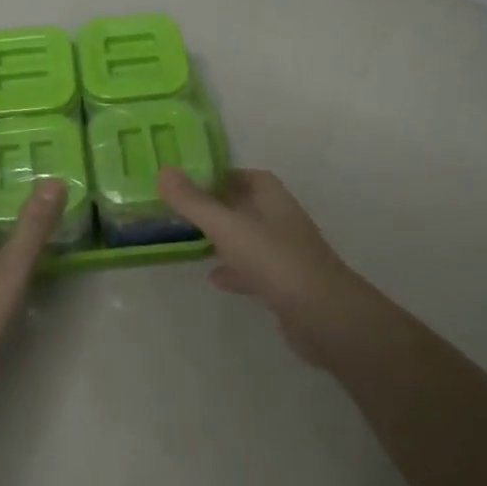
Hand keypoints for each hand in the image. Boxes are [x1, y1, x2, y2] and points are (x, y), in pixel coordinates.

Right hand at [157, 167, 375, 371]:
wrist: (322, 315)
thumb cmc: (274, 260)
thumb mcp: (226, 226)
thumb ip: (193, 201)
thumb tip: (164, 171)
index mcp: (271, 197)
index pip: (243, 175)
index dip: (217, 175)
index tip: (186, 181)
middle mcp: (280, 219)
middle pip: (244, 205)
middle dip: (215, 207)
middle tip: (180, 211)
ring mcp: (284, 253)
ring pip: (247, 238)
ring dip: (223, 239)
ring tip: (190, 242)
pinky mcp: (285, 284)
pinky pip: (253, 269)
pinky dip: (234, 270)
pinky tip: (214, 278)